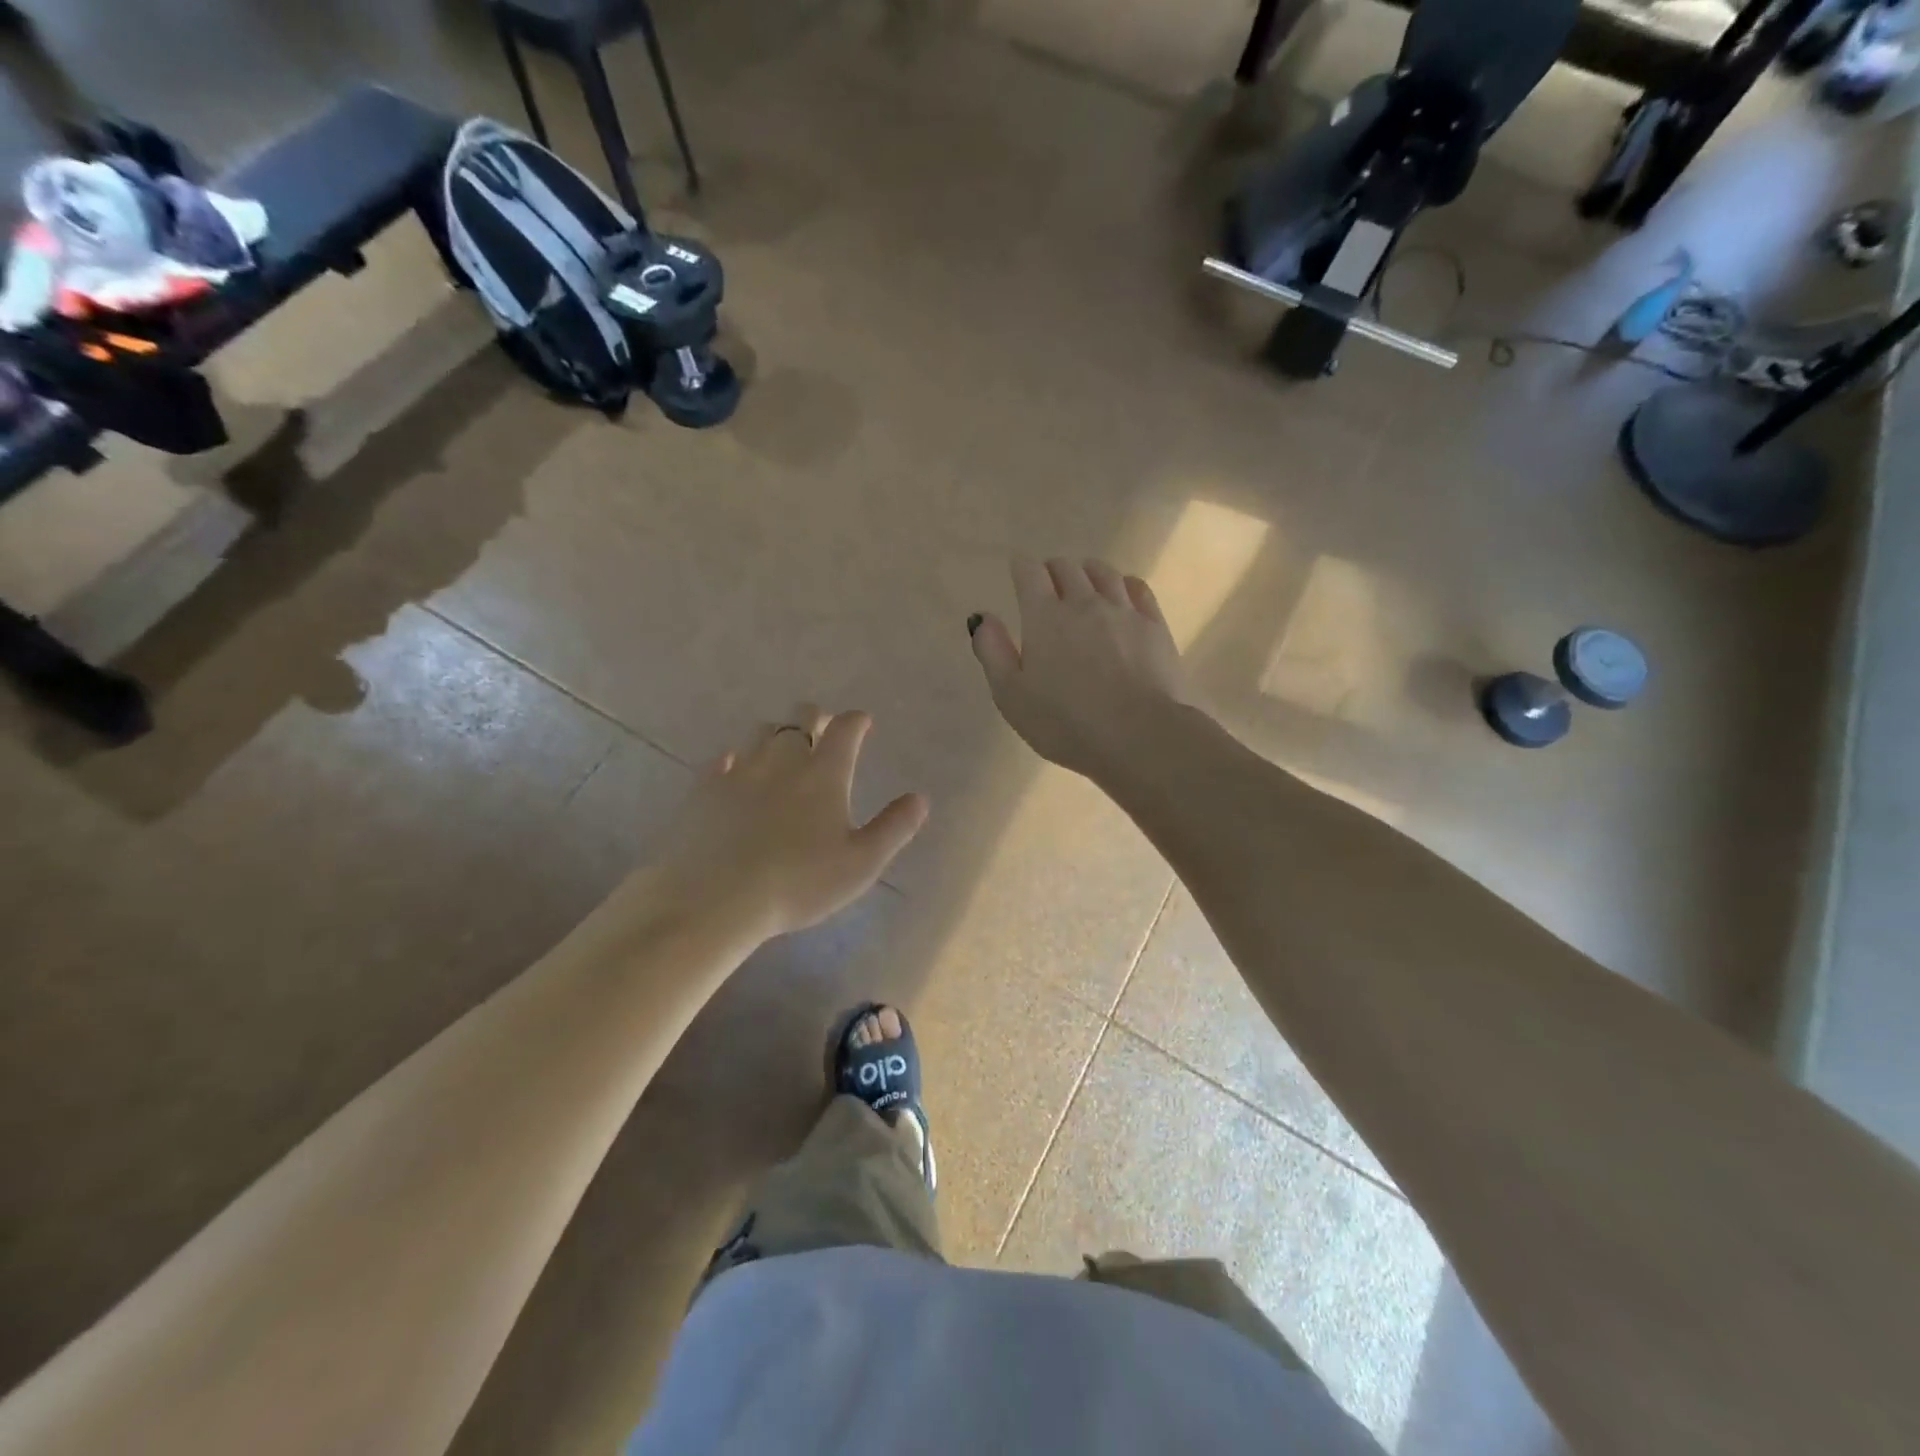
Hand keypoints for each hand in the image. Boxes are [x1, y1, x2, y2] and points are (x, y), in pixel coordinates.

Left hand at [647, 706, 928, 941]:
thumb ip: (894, 827)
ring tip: (783, 750)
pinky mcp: (706, 788)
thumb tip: (919, 798)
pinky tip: (737, 770)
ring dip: (778, 734)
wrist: (716, 899)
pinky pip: (724, 758)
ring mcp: (740, 770)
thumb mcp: (861, 863)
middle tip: (824, 730)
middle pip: (801, 718)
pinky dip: (738, 758)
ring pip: (762, 732)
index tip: (863, 722)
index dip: (857, 720)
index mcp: (824, 773)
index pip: (845, 728)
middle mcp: (783, 760)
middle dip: (817, 717)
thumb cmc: (799, 883)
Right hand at [970, 557, 1190, 780]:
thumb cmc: (1065, 723)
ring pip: (1103, 573)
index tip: (1019, 573)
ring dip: (1087, 572)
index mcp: (1044, 616)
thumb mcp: (1011, 696)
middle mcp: (1083, 602)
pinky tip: (1121, 594)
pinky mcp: (1154, 625)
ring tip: (1083, 583)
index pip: (1029, 573)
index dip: (1021, 568)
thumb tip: (982, 617)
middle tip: (1047, 585)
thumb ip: (993, 652)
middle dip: (1052, 571)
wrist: (1140, 735)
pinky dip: (1123, 584)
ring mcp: (1123, 610)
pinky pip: (1137, 588)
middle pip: (1066, 568)